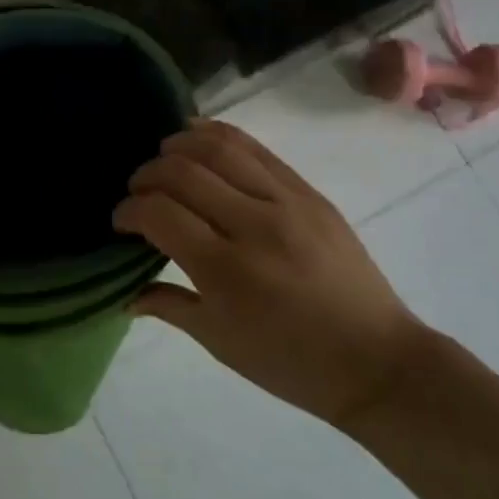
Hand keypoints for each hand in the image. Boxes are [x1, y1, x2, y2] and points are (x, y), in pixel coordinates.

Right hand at [114, 119, 423, 428]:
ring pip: (219, 148)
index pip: (159, 214)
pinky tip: (197, 137)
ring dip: (179, 144)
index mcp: (227, 272)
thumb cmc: (290, 363)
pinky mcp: (309, 192)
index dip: (128, 211)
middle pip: (183, 172)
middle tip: (138, 191)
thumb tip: (124, 295)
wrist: (377, 361)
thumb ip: (168, 306)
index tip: (121, 221)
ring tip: (163, 157)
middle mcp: (254, 226)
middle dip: (147, 175)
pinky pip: (256, 149)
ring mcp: (287, 203)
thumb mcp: (219, 342)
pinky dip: (218, 135)